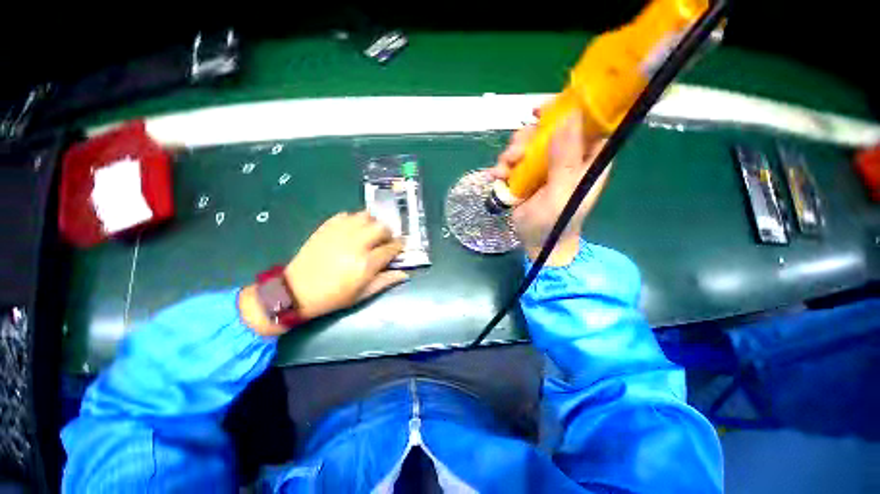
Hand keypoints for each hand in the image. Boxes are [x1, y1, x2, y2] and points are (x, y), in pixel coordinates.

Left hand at [240, 211, 406, 335]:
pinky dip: (354, 220)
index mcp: (366, 263)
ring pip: (365, 216)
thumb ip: (385, 281)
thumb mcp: (362, 294)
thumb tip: (405, 274)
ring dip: (372, 223)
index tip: (399, 247)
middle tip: (384, 240)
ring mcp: (340, 233)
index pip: (391, 248)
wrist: (296, 291)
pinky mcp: (326, 227)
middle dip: (388, 233)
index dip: (398, 247)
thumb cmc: (333, 297)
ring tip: (369, 233)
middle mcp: (356, 244)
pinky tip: (352, 230)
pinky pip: (346, 215)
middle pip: (381, 227)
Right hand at [489, 111, 609, 265]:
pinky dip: (503, 166)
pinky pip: (514, 161)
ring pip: (527, 144)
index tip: (541, 111)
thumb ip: (565, 159)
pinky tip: (497, 176)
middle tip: (516, 153)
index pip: (584, 122)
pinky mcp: (527, 175)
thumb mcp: (561, 193)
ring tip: (504, 170)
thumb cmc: (556, 223)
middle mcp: (567, 157)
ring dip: (512, 153)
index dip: (565, 110)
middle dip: (528, 138)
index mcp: (586, 159)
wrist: (538, 243)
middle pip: (548, 130)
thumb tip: (568, 116)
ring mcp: (545, 166)